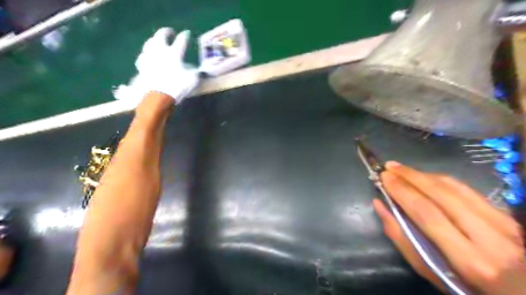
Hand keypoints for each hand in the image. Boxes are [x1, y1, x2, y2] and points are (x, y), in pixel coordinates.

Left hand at [113, 27, 199, 103]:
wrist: (158, 97)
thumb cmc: (177, 87)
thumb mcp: (192, 80)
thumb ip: (194, 72)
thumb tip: (195, 69)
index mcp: (174, 53)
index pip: (181, 41)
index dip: (184, 36)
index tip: (186, 33)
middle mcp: (160, 51)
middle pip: (160, 36)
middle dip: (165, 32)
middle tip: (169, 31)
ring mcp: (149, 58)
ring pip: (149, 44)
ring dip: (154, 40)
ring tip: (157, 41)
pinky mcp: (142, 67)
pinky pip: (143, 57)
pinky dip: (146, 55)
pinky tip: (147, 56)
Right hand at [373, 162, 525, 294]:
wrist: (518, 292)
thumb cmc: (463, 285)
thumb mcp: (430, 271)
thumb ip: (402, 238)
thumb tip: (381, 205)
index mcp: (469, 260)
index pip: (427, 213)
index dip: (402, 191)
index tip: (384, 177)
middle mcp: (491, 238)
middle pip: (442, 195)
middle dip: (411, 176)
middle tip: (390, 167)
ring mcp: (504, 224)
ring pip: (457, 188)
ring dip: (425, 175)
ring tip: (403, 169)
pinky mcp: (507, 216)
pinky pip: (468, 190)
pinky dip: (442, 180)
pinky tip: (426, 177)